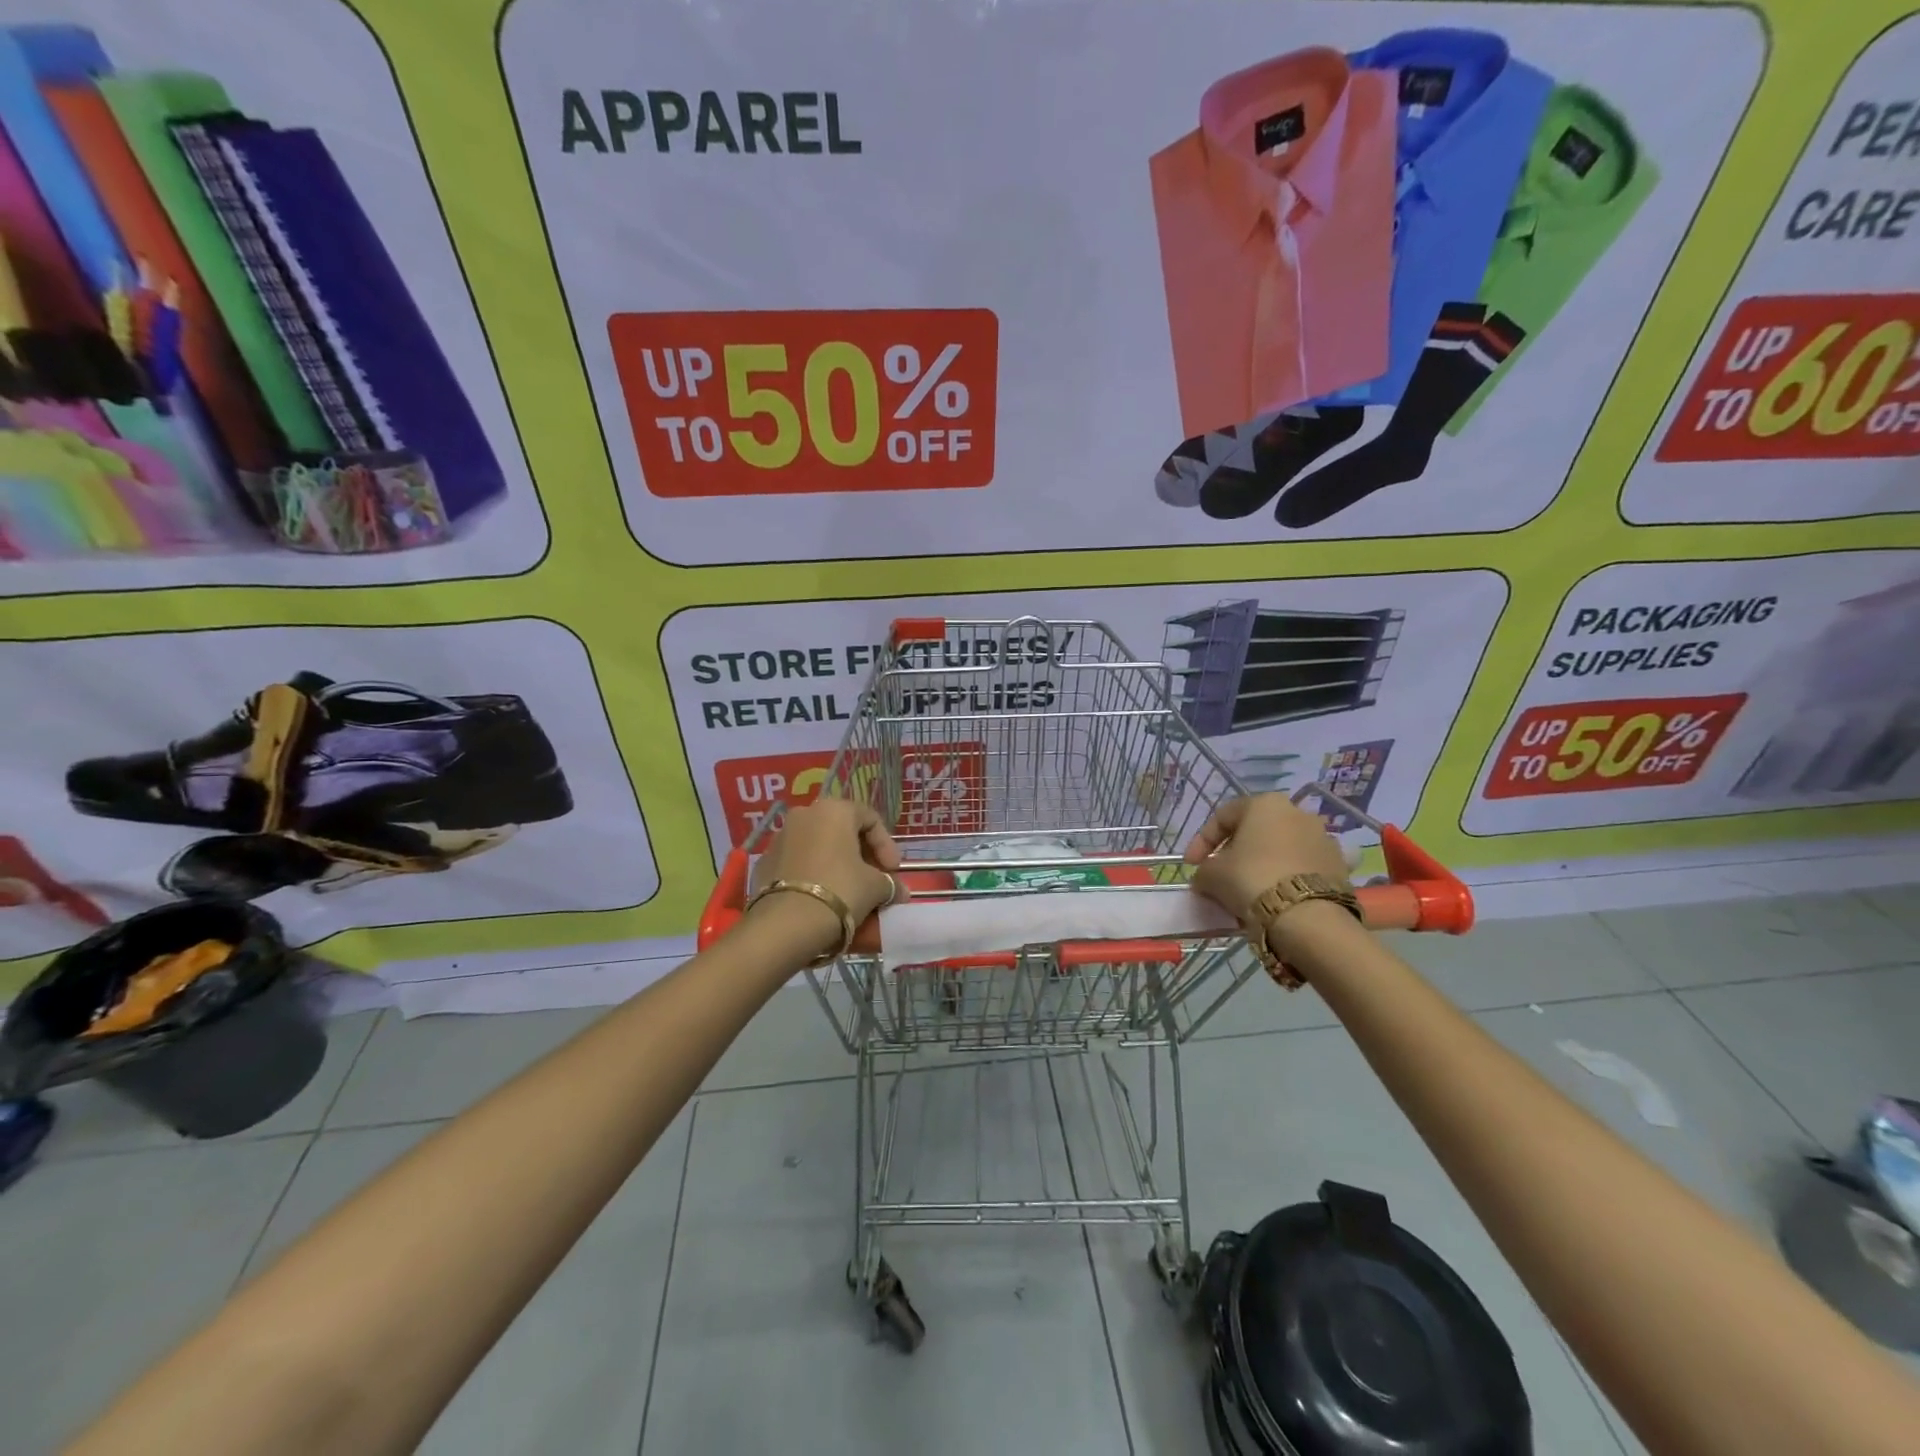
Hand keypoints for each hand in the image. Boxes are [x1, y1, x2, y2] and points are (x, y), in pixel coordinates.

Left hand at [749, 799, 902, 933]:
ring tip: (848, 891)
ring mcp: (780, 837)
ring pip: (818, 846)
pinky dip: (814, 874)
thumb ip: (890, 883)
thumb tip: (899, 891)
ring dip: (837, 864)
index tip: (894, 871)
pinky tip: (823, 897)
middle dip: (862, 855)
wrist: (786, 924)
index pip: (870, 819)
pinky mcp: (764, 862)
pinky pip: (798, 863)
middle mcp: (804, 814)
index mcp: (834, 810)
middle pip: (842, 830)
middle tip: (874, 879)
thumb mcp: (875, 886)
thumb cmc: (840, 890)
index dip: (887, 845)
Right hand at [1183, 793, 1349, 921]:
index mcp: (1264, 804)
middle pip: (1255, 831)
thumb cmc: (1251, 880)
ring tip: (1249, 890)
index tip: (1191, 865)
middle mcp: (1297, 812)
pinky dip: (1286, 878)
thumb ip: (1204, 870)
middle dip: (1235, 852)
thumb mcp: (1212, 874)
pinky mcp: (1339, 866)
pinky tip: (1275, 898)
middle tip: (1220, 875)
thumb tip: (1205, 876)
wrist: (1307, 917)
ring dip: (1263, 864)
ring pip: (1281, 849)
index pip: (1222, 817)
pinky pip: (1302, 868)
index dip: (1201, 841)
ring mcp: (1323, 838)